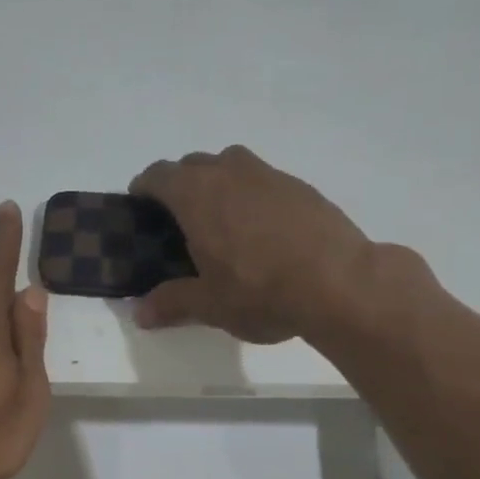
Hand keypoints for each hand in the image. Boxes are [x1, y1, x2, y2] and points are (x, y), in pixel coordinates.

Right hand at [130, 146, 397, 343]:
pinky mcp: (301, 187)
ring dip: (218, 184)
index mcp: (197, 194)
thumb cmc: (261, 291)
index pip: (158, 175)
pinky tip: (262, 232)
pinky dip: (252, 196)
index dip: (144, 189)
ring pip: (231, 166)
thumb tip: (140, 314)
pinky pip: (263, 181)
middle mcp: (230, 172)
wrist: (339, 282)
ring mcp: (269, 175)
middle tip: (179, 222)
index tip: (139, 207)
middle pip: (193, 165)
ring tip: (221, 222)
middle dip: (180, 186)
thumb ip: (172, 303)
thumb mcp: (210, 305)